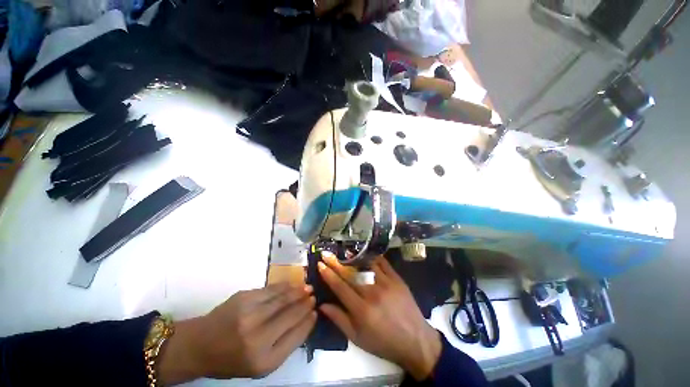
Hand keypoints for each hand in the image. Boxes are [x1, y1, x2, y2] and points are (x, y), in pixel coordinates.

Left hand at [157, 283, 315, 384]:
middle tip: (314, 296)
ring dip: (298, 292)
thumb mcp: (259, 365)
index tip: (315, 312)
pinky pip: (271, 290)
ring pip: (283, 298)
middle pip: (291, 314)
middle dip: (305, 303)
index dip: (308, 321)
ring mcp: (250, 315)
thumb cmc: (231, 360)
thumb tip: (305, 320)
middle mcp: (258, 337)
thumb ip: (284, 345)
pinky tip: (291, 285)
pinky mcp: (244, 298)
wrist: (199, 345)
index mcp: (264, 361)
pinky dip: (284, 286)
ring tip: (307, 287)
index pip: (296, 336)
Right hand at [318, 254, 441, 380]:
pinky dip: (372, 257)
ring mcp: (386, 283)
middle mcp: (372, 293)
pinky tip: (365, 253)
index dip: (328, 274)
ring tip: (343, 251)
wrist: (415, 341)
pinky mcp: (397, 279)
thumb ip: (339, 319)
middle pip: (350, 274)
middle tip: (327, 253)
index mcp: (361, 310)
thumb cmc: (383, 342)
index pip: (340, 287)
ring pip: (365, 265)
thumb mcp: (357, 338)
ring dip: (352, 257)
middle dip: (336, 262)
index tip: (320, 264)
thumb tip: (322, 305)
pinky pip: (382, 263)